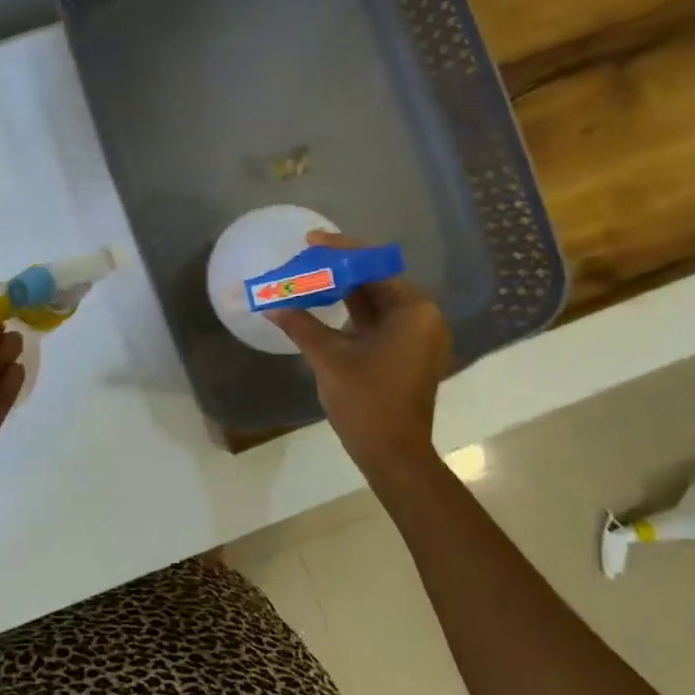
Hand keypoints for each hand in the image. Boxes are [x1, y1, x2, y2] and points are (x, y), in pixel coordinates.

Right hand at [266, 231, 452, 474]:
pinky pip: (381, 322)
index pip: (373, 266)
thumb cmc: (366, 401)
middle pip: (377, 281)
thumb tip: (270, 303)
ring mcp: (419, 337)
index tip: (310, 240)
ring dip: (346, 291)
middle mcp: (423, 317)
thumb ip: (300, 324)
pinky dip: (355, 313)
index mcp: (414, 310)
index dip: (340, 250)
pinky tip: (327, 306)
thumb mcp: (330, 357)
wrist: (393, 454)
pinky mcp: (409, 354)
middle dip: (340, 270)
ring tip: (311, 278)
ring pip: (377, 302)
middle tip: (306, 259)